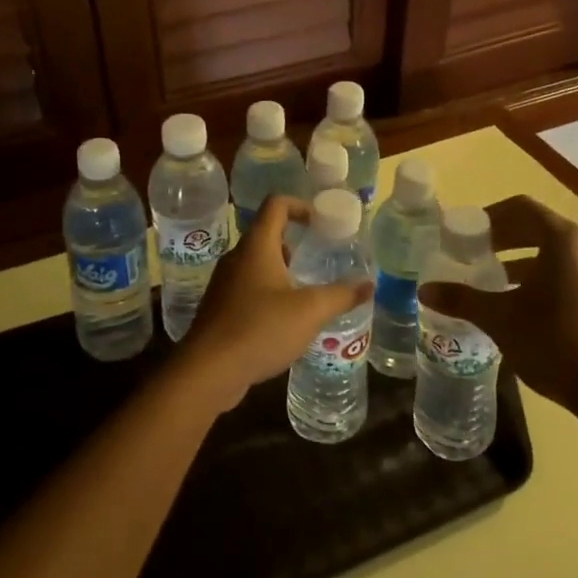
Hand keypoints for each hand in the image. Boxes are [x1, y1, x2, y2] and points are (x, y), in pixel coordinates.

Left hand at [171, 195, 370, 411]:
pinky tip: (284, 320)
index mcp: (257, 247)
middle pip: (266, 235)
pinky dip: (268, 293)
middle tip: (319, 258)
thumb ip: (341, 295)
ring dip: (282, 271)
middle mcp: (237, 258)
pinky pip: (248, 289)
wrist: (208, 371)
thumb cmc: (260, 329)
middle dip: (295, 242)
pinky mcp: (220, 309)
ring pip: (257, 264)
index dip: (300, 206)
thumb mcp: (310, 311)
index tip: (321, 222)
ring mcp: (224, 284)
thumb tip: (369, 284)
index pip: (276, 205)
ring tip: (307, 292)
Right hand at [418, 195, 577, 422]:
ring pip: (551, 249)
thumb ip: (461, 298)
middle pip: (536, 225)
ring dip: (518, 256)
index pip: (521, 208)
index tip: (465, 233)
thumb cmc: (552, 342)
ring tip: (487, 276)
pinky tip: (514, 299)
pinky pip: (565, 268)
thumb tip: (423, 290)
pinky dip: (537, 273)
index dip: (489, 216)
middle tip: (470, 252)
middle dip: (501, 236)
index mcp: (563, 240)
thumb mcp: (500, 318)